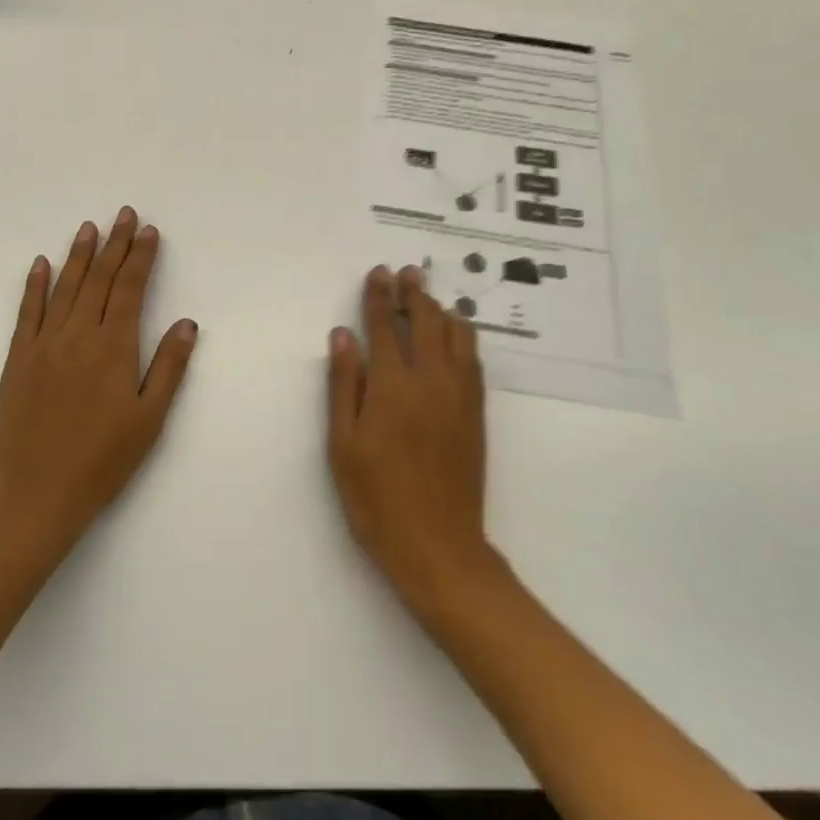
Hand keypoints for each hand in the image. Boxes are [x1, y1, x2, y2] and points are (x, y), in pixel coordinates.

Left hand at [0, 207, 197, 562]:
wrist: (39, 495)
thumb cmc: (104, 461)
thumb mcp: (150, 419)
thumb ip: (169, 367)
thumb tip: (187, 323)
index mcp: (113, 349)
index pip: (129, 289)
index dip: (141, 258)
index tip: (149, 231)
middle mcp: (77, 336)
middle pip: (98, 280)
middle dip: (114, 244)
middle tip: (124, 214)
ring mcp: (43, 346)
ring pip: (64, 288)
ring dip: (78, 255)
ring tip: (89, 227)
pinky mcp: (18, 360)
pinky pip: (27, 313)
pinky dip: (35, 285)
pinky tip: (41, 264)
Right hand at [328, 265, 495, 616]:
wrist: (438, 547)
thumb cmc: (377, 499)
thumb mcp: (343, 445)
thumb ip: (344, 385)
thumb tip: (343, 336)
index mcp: (393, 387)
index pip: (384, 328)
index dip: (378, 298)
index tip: (377, 273)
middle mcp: (431, 381)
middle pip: (425, 322)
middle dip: (413, 293)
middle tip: (407, 272)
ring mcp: (460, 396)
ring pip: (456, 336)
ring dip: (441, 310)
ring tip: (430, 298)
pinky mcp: (476, 413)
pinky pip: (473, 360)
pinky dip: (463, 337)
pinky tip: (455, 335)